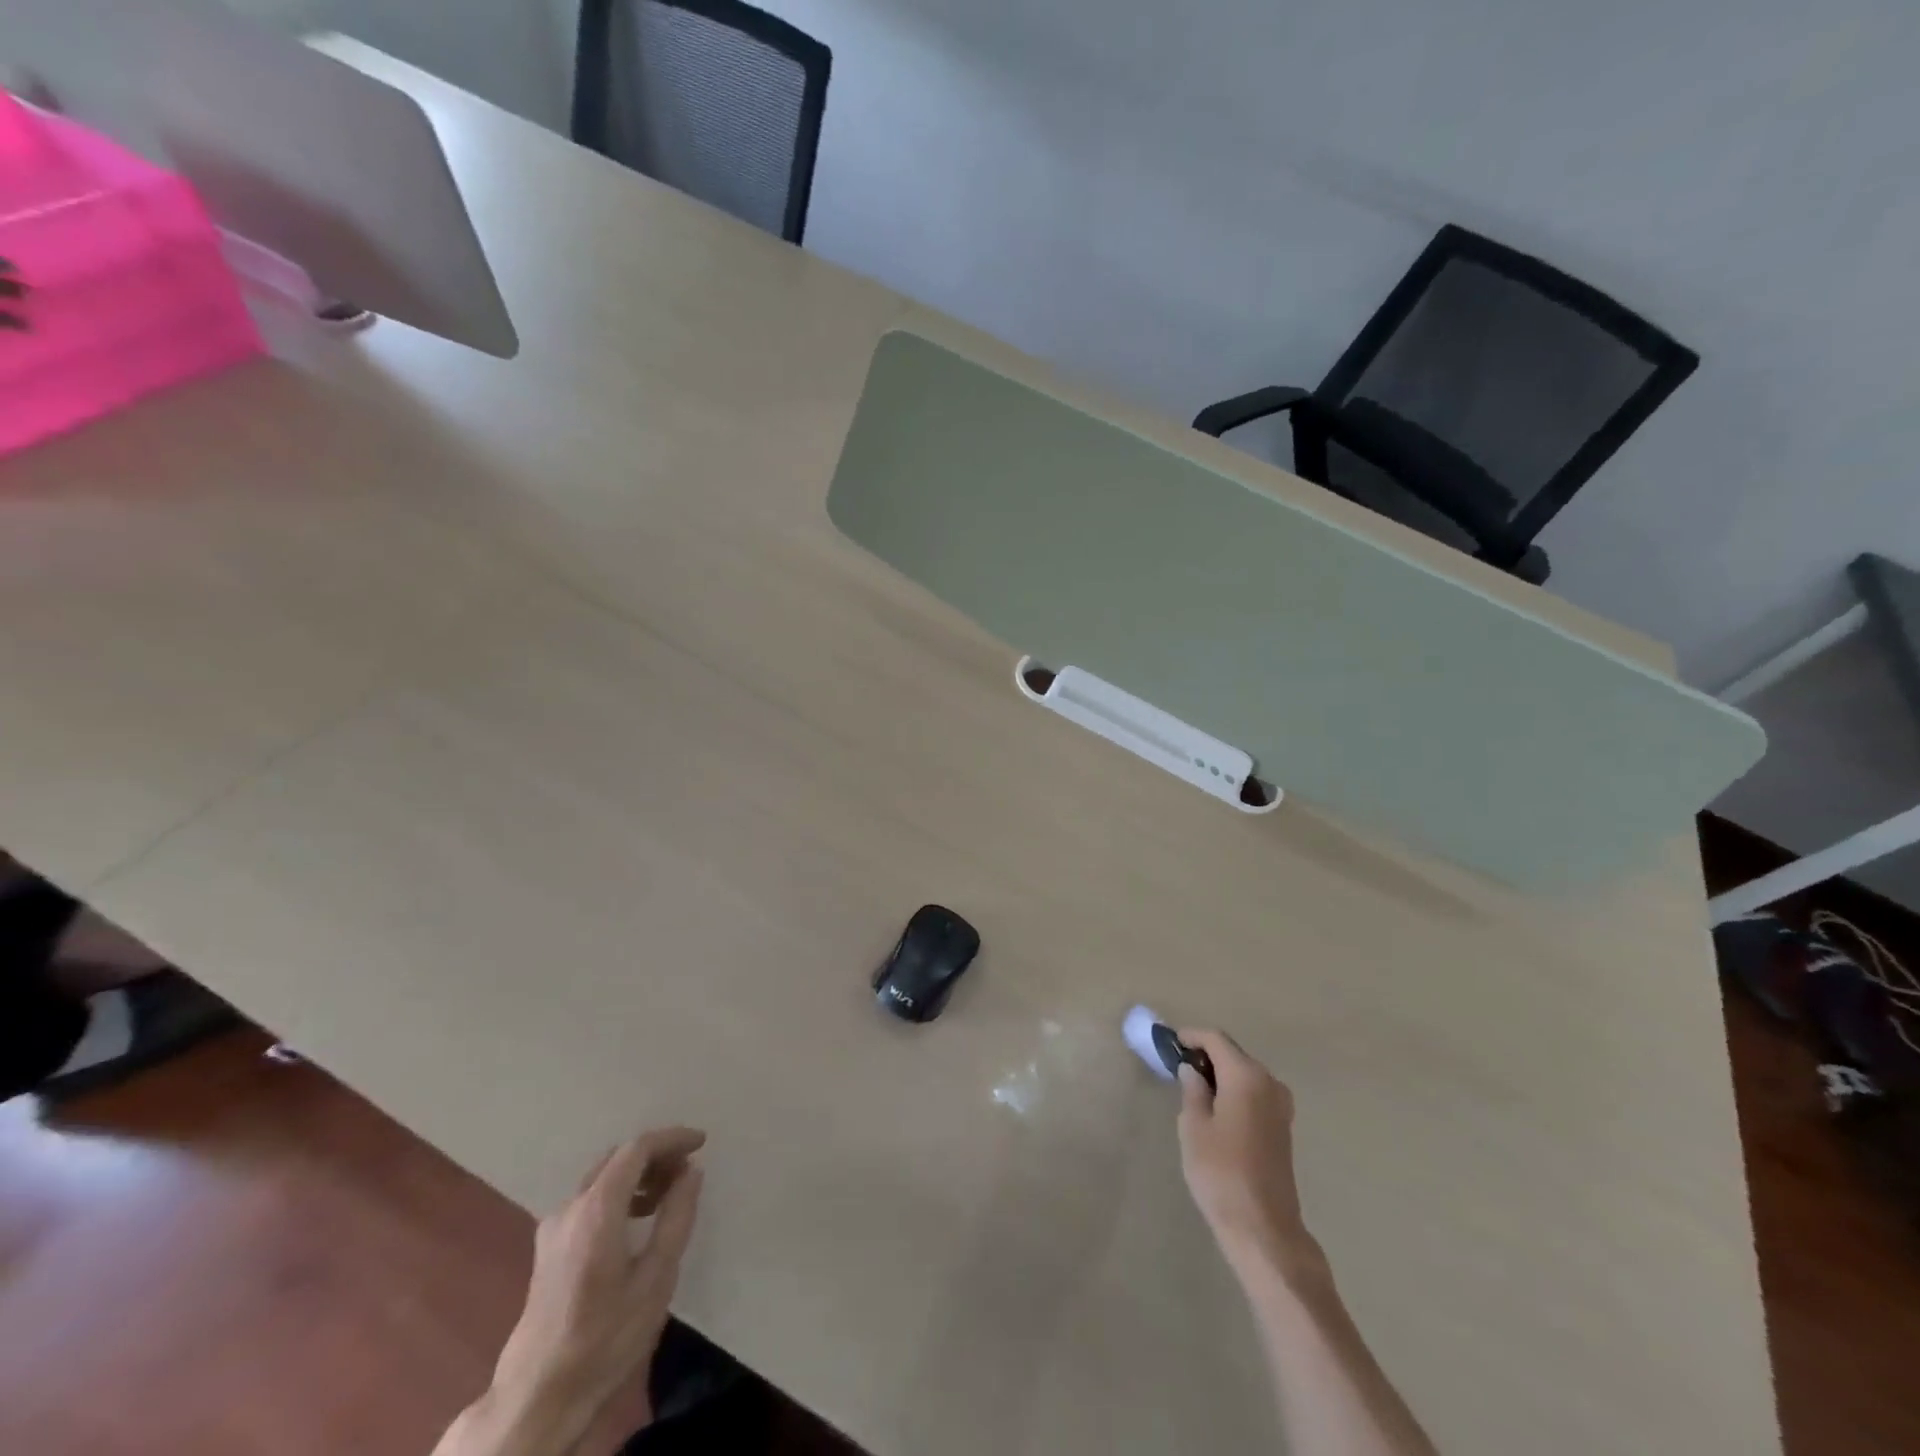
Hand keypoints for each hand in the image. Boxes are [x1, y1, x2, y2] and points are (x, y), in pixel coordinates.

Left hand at [489, 1127, 706, 1451]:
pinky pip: (589, 1199)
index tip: (701, 1143)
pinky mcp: (548, 1246)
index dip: (672, 1138)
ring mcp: (554, 1226)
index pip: (637, 1149)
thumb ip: (676, 1217)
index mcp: (596, 1209)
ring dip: (638, 1174)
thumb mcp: (656, 1278)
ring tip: (669, 1194)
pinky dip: (619, 1193)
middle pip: (617, 1158)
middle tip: (688, 1170)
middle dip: (656, 1154)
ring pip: (602, 1177)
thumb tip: (691, 1172)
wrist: (538, 1397)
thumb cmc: (604, 1337)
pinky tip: (638, 1219)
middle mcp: (571, 1207)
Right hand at [1175, 1029, 1311, 1275]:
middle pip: (1233, 1054)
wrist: (1263, 1228)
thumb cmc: (1221, 1172)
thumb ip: (1192, 1090)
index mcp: (1246, 1076)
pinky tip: (1216, 1108)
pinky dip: (1234, 1090)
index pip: (1216, 1039)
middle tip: (1178, 1065)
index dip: (1192, 1036)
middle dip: (1206, 1054)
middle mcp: (1269, 1083)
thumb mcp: (1193, 1127)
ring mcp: (1281, 1106)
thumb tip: (1192, 1070)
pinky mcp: (1283, 1127)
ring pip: (1245, 1074)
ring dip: (1221, 1074)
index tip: (1170, 1042)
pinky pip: (1255, 1093)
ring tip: (1193, 1087)